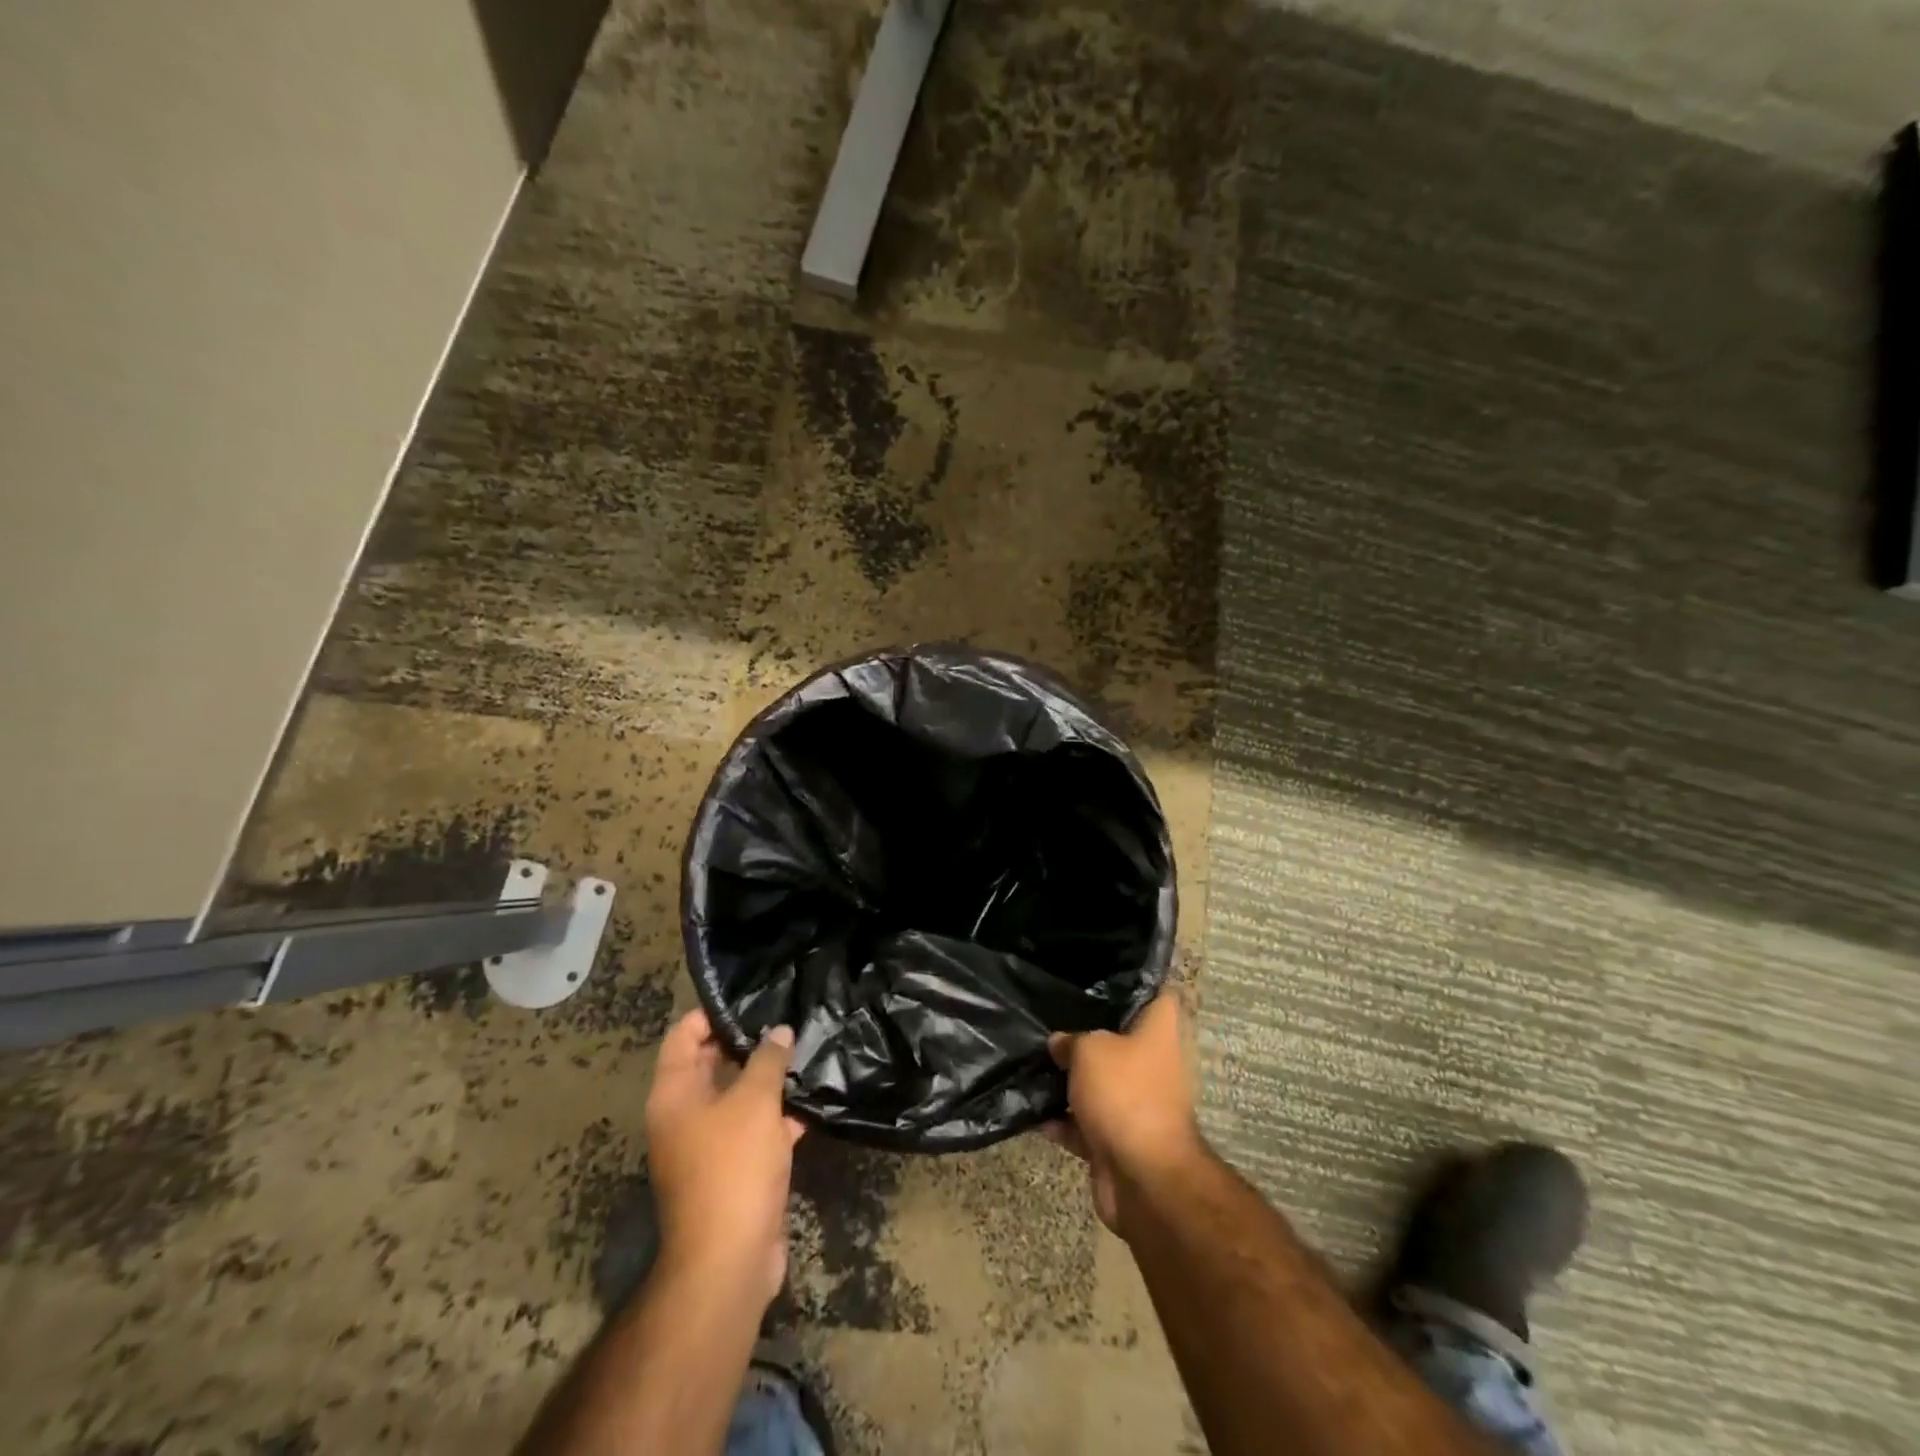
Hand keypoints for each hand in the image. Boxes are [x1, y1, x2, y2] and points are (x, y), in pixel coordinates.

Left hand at [644, 1010, 804, 1305]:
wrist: (729, 1260)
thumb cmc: (733, 1167)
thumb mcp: (754, 1102)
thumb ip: (768, 1060)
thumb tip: (779, 1032)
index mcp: (674, 1094)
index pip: (684, 1035)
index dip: (712, 1013)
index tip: (752, 998)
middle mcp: (684, 1115)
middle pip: (712, 1064)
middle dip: (748, 1042)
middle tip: (787, 1018)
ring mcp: (708, 1145)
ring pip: (738, 1097)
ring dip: (768, 1079)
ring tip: (806, 1049)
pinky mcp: (733, 1170)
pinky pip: (754, 1129)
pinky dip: (778, 1116)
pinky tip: (812, 1100)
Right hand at [1044, 992, 1202, 1236]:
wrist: (1143, 1177)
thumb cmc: (1125, 1094)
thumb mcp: (1090, 1049)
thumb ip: (1071, 1039)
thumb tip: (1059, 1043)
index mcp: (1158, 1032)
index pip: (1156, 993)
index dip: (1135, 979)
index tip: (1102, 970)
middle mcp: (1151, 1063)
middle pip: (1119, 1038)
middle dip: (1086, 1031)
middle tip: (1051, 1013)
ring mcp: (1135, 1103)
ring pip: (1098, 1081)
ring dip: (1069, 1079)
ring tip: (1031, 1059)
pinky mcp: (1116, 1139)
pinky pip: (1083, 1122)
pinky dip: (1061, 1120)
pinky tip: (1030, 1111)